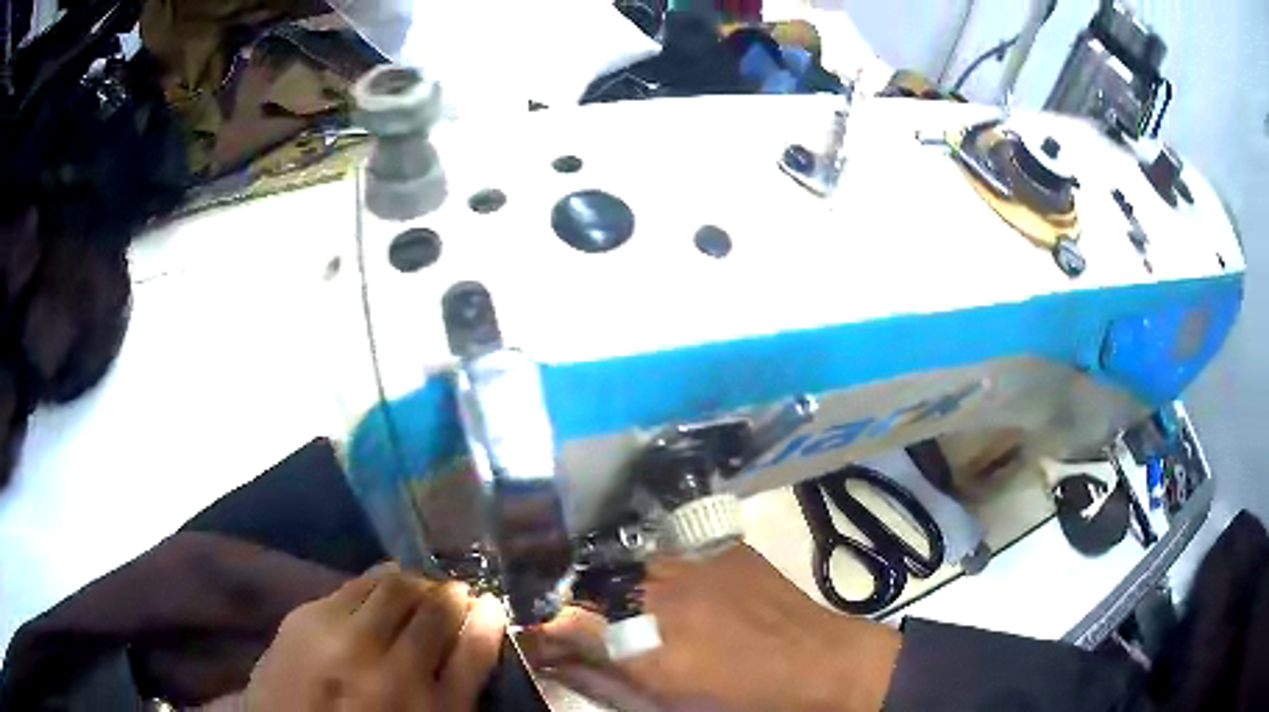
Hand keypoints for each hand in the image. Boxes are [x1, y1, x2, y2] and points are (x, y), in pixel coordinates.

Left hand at [245, 563, 505, 710]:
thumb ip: (453, 687)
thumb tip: (476, 632)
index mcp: (428, 710)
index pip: (475, 648)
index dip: (488, 619)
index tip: (489, 605)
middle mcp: (389, 672)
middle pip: (434, 608)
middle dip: (451, 594)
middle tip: (452, 596)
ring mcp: (342, 640)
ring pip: (394, 584)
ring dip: (414, 582)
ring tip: (416, 591)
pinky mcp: (304, 617)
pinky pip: (354, 583)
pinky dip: (376, 583)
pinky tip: (377, 594)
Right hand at [520, 545, 900, 711]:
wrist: (820, 663)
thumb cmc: (742, 699)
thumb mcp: (665, 703)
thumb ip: (602, 679)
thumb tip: (555, 661)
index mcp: (640, 640)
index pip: (559, 620)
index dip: (540, 628)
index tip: (536, 636)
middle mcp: (656, 590)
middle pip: (585, 582)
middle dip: (570, 600)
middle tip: (575, 619)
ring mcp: (690, 560)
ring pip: (622, 559)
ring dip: (607, 580)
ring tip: (617, 600)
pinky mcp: (719, 545)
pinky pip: (665, 546)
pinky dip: (649, 565)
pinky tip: (662, 582)